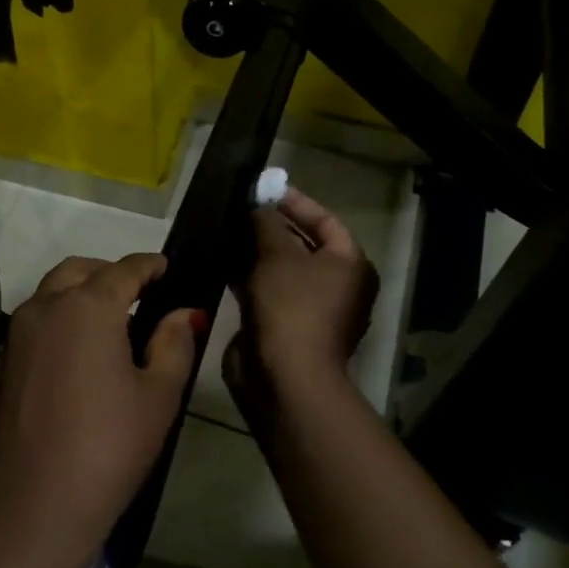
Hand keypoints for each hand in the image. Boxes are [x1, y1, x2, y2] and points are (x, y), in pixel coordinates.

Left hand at [0, 254, 201, 567]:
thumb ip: (173, 343)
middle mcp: (46, 306)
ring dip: (84, 291)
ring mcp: (18, 332)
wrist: (31, 509)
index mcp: (87, 306)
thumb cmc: (108, 448)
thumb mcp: (158, 396)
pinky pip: (39, 318)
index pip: (124, 269)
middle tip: (142, 294)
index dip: (150, 265)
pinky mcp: (5, 360)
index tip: (168, 267)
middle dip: (112, 273)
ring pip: (54, 291)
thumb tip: (183, 312)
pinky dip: (63, 315)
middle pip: (82, 271)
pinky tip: (85, 349)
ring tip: (116, 322)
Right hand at [224, 190, 377, 423]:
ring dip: (253, 251)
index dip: (295, 202)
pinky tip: (218, 261)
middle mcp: (335, 286)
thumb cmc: (291, 306)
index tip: (263, 189)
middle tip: (238, 208)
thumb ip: (265, 223)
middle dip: (269, 226)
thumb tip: (255, 205)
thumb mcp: (277, 254)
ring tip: (223, 229)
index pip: (325, 220)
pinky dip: (245, 276)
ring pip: (279, 269)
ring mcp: (308, 308)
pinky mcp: (282, 326)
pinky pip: (264, 291)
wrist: (285, 378)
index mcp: (349, 265)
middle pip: (302, 244)